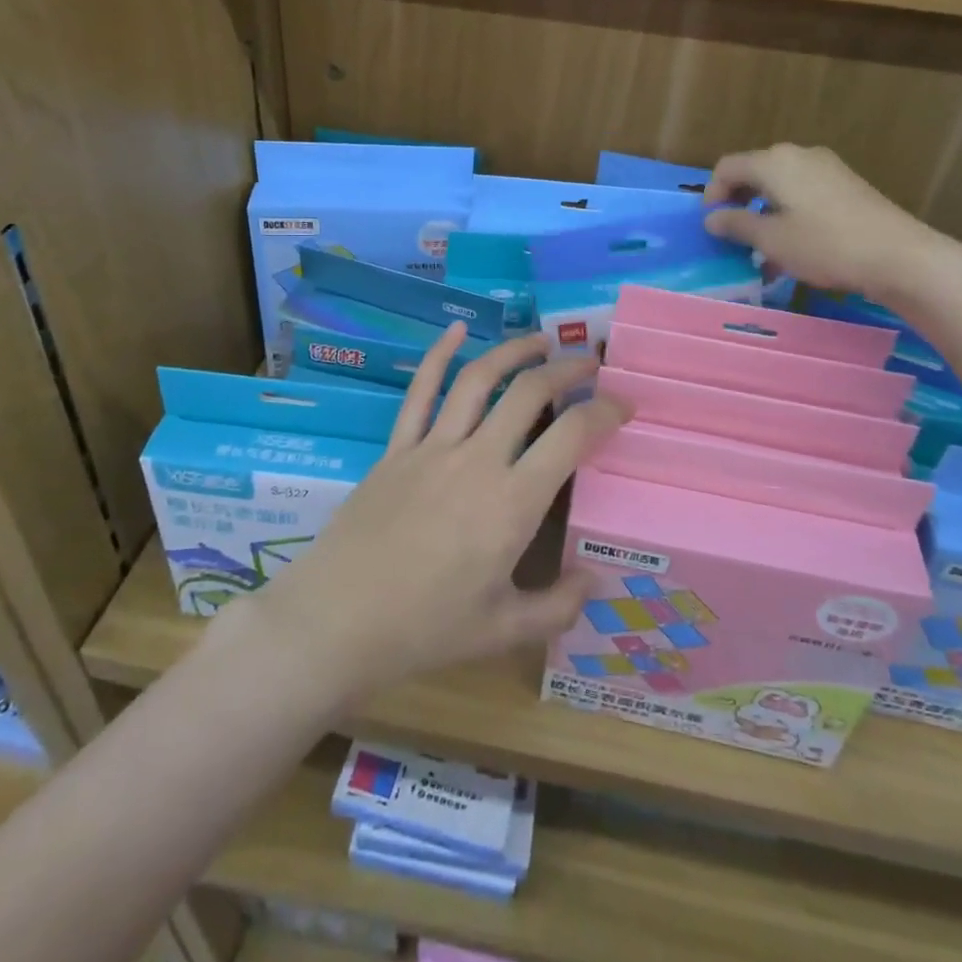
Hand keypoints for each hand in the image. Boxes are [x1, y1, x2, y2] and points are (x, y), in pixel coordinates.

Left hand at [228, 328, 626, 710]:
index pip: (572, 436)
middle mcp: (478, 460)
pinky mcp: (397, 448)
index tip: (623, 404)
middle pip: (529, 393)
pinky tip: (456, 329)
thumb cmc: (424, 629)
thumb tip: (596, 579)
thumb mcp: (502, 631)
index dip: (605, 411)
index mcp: (512, 503)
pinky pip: (421, 392)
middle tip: (589, 362)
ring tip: (540, 340)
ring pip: (478, 380)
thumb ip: (557, 606)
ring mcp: (432, 447)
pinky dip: (439, 355)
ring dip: (513, 352)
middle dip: (567, 370)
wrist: (337, 620)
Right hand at [703, 143, 954, 302]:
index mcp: (774, 162)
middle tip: (732, 236)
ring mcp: (826, 168)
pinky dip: (788, 213)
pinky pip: (803, 192)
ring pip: (780, 184)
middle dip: (738, 202)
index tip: (711, 225)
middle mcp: (799, 155)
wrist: (899, 255)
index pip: (727, 167)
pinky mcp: (846, 185)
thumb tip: (712, 218)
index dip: (711, 194)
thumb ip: (736, 225)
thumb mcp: (771, 240)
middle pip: (754, 172)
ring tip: (761, 249)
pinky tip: (792, 247)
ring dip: (763, 212)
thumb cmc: (825, 245)